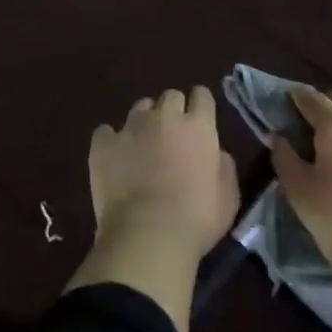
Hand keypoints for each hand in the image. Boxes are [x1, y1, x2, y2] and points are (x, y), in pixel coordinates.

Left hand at [87, 87, 238, 264]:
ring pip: (140, 107)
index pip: (201, 96)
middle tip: (172, 136)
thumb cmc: (196, 219)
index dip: (200, 106)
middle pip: (171, 96)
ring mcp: (131, 127)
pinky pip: (106, 131)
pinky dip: (111, 140)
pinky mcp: (103, 143)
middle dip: (173, 111)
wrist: (148, 236)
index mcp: (198, 126)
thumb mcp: (228, 197)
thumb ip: (224, 167)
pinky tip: (114, 158)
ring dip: (144, 121)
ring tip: (142, 146)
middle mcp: (165, 117)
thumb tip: (216, 153)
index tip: (199, 120)